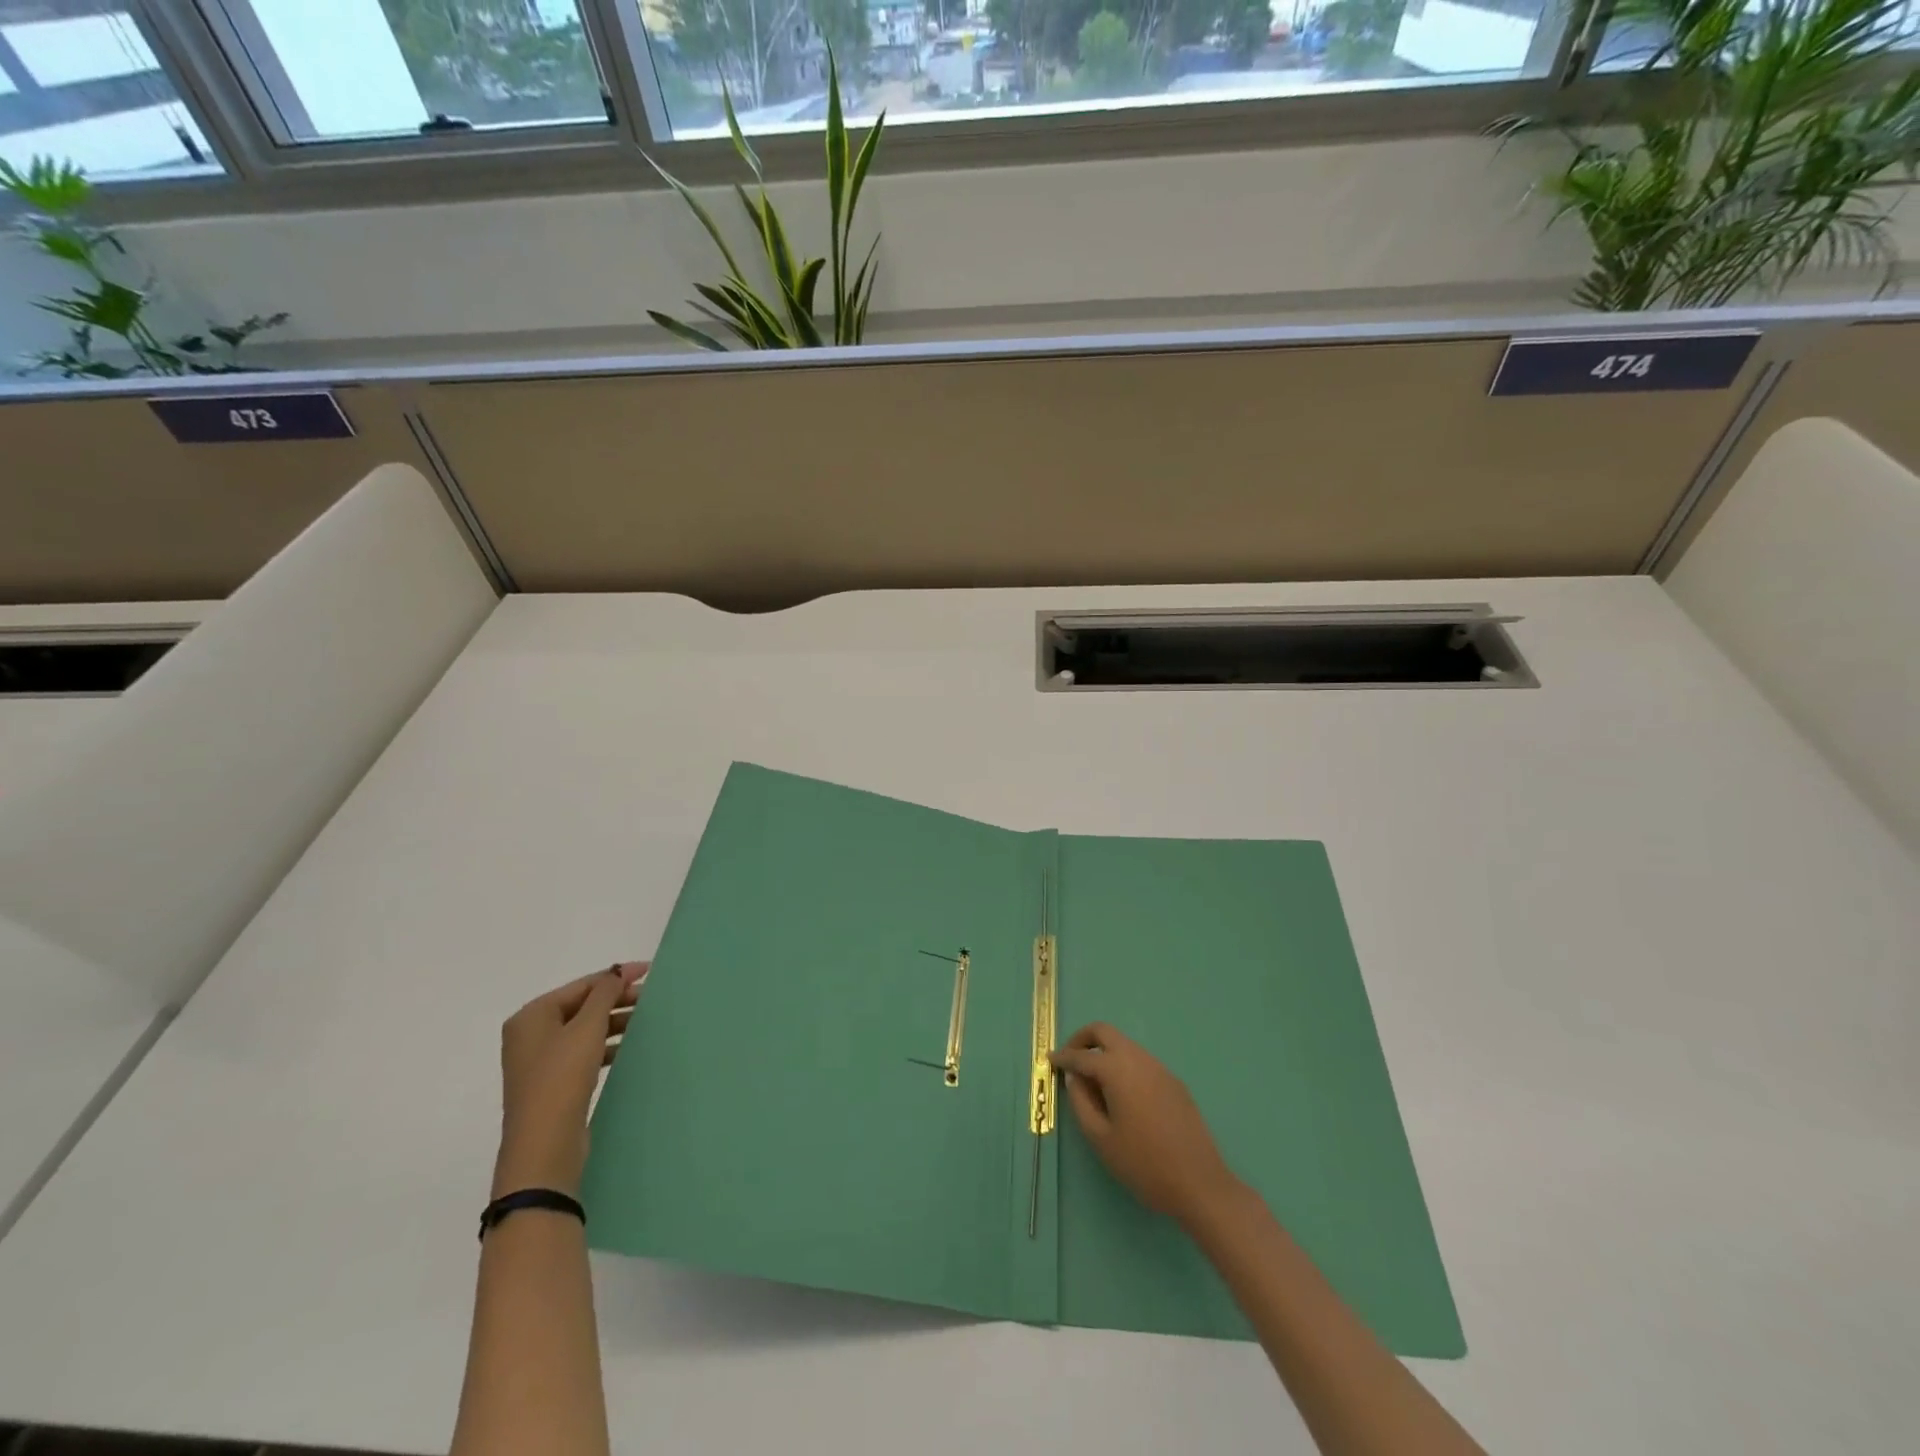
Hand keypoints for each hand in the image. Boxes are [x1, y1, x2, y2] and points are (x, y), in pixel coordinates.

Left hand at [493, 962, 646, 1199]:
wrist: (544, 1145)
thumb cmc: (562, 1077)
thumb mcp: (587, 1028)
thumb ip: (604, 994)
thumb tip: (617, 972)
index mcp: (531, 1016)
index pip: (581, 985)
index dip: (615, 976)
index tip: (648, 972)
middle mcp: (531, 1035)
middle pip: (581, 1006)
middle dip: (616, 1000)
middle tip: (650, 998)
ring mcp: (540, 1061)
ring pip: (584, 1030)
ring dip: (613, 1023)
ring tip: (644, 1022)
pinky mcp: (552, 1084)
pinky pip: (583, 1053)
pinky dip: (605, 1046)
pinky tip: (626, 1048)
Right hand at [1050, 1022, 1240, 1227]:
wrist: (1200, 1184)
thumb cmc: (1144, 1164)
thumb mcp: (1101, 1138)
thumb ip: (1081, 1103)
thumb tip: (1074, 1079)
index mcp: (1118, 1069)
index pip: (1082, 1055)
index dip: (1063, 1058)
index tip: (1049, 1061)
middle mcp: (1139, 1059)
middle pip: (1105, 1032)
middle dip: (1083, 1040)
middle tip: (1070, 1061)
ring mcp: (1160, 1068)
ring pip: (1125, 1045)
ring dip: (1104, 1053)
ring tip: (1093, 1083)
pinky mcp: (1174, 1082)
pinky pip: (1141, 1062)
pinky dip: (1123, 1066)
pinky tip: (1121, 1095)